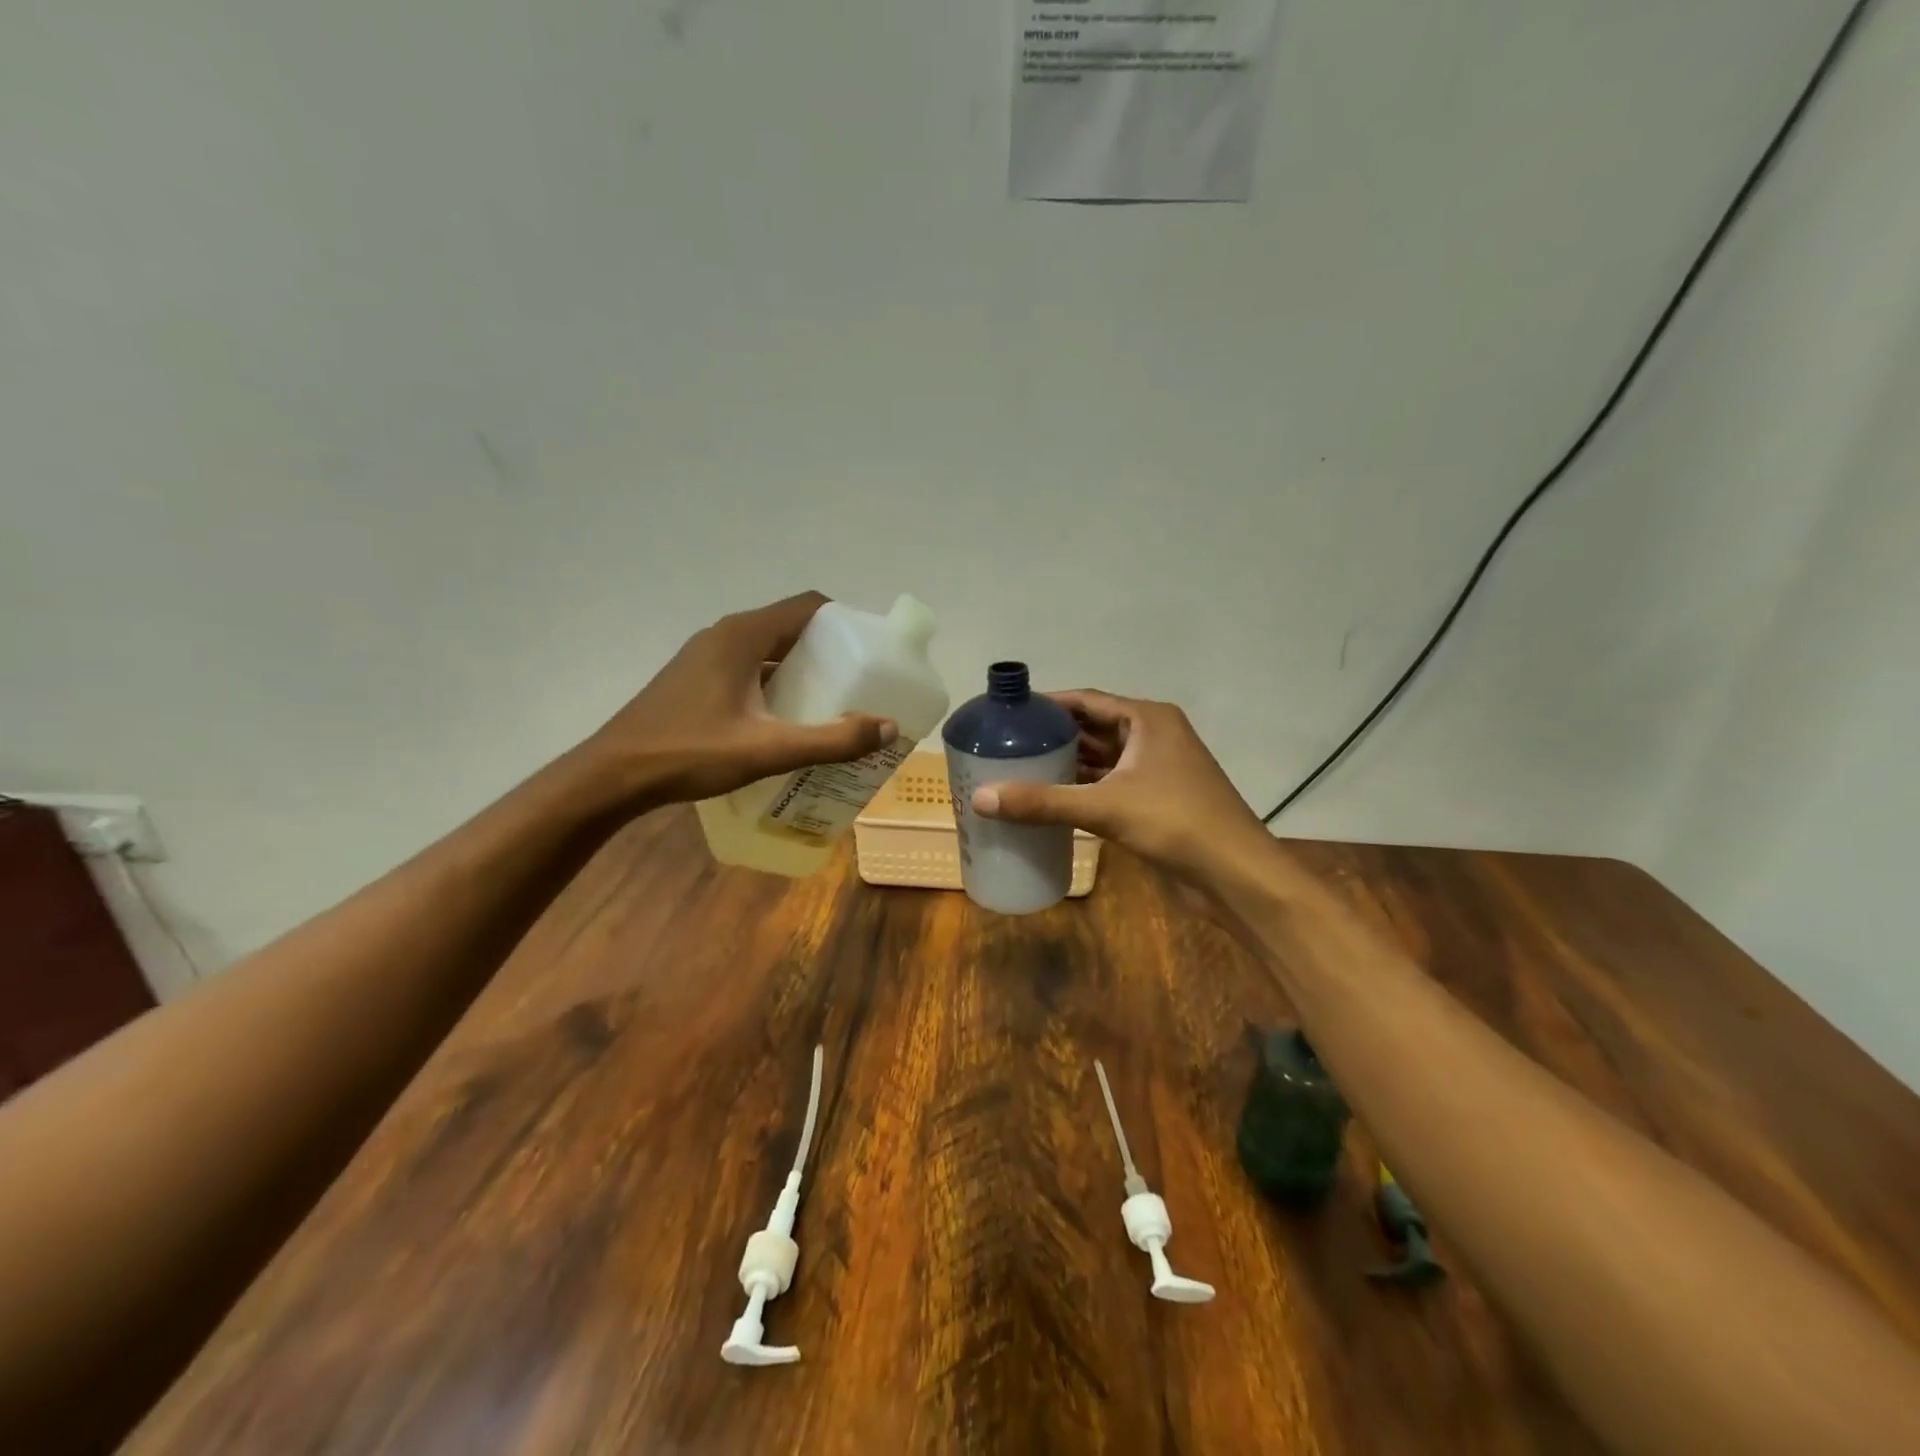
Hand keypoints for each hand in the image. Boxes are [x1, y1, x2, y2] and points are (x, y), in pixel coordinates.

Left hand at [587, 592, 895, 805]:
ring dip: (801, 669)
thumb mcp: (767, 750)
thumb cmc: (689, 753)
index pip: (809, 606)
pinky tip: (784, 720)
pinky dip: (774, 683)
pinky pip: (748, 667)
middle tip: (859, 684)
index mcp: (743, 635)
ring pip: (768, 649)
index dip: (845, 622)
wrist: (613, 775)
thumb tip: (887, 727)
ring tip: (831, 704)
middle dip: (829, 651)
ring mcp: (706, 655)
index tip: (871, 652)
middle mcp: (725, 634)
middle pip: (791, 627)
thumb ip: (830, 740)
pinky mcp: (695, 678)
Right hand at [970, 691, 1271, 882]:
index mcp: (1148, 720)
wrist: (1236, 874)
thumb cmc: (1176, 823)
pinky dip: (1082, 790)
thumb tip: (980, 798)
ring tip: (1018, 770)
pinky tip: (1050, 800)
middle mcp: (1153, 737)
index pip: (1087, 700)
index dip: (1048, 705)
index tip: (1009, 714)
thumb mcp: (1106, 807)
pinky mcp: (1155, 800)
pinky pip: (1110, 785)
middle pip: (1092, 728)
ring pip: (1102, 759)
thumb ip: (1043, 802)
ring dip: (1066, 764)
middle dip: (1053, 736)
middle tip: (1006, 745)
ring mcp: (1156, 770)